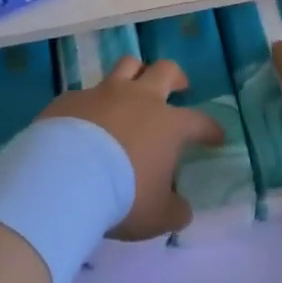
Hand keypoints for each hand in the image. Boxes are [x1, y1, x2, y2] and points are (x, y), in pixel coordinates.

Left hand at [39, 56, 223, 239]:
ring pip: (127, 65)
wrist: (65, 177)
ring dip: (135, 73)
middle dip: (176, 77)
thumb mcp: (158, 216)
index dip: (210, 128)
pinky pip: (87, 93)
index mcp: (168, 125)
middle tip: (179, 86)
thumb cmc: (122, 196)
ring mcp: (103, 93)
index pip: (199, 121)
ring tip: (134, 87)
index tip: (216, 137)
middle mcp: (139, 99)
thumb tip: (181, 208)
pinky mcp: (72, 98)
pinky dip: (93, 103)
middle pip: (165, 70)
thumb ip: (174, 210)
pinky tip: (86, 120)